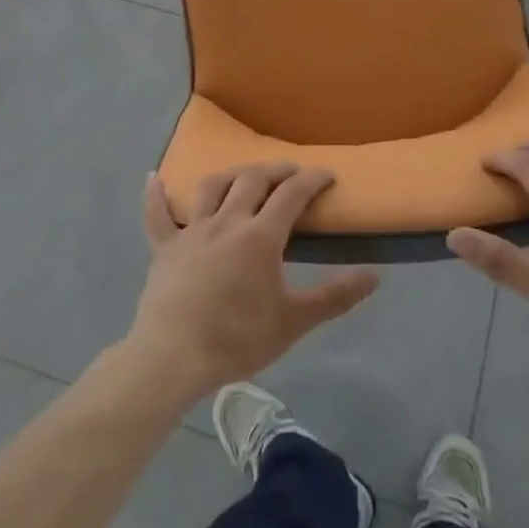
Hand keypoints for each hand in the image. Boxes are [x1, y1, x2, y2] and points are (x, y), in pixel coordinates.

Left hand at [125, 163, 378, 402]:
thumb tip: (374, 275)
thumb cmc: (238, 339)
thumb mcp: (294, 321)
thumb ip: (335, 296)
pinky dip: (156, 194)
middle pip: (253, 180)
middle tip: (290, 172)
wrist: (174, 357)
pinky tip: (154, 177)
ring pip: (212, 187)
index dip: (312, 179)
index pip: (292, 194)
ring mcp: (192, 231)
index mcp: (261, 236)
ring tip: (244, 176)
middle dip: (276, 170)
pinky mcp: (164, 247)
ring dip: (232, 174)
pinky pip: (157, 213)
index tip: (326, 173)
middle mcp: (227, 221)